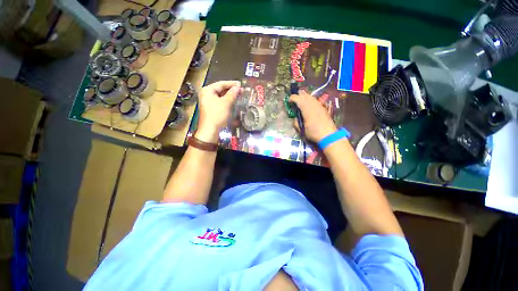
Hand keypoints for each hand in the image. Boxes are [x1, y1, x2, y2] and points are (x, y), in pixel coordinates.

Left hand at [196, 81, 241, 142]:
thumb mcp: (226, 103)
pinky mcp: (211, 108)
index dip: (231, 83)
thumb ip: (232, 93)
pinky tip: (233, 102)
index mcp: (207, 90)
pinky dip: (227, 101)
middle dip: (231, 90)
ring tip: (239, 95)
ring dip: (230, 96)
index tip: (240, 84)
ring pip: (221, 96)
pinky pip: (220, 102)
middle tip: (241, 90)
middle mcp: (206, 94)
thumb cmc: (217, 115)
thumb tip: (238, 86)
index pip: (221, 84)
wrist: (210, 130)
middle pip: (220, 89)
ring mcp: (208, 102)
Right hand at [290, 90, 336, 142]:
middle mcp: (313, 105)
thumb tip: (295, 118)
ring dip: (305, 96)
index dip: (293, 98)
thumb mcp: (301, 130)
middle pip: (305, 96)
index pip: (299, 100)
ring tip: (301, 97)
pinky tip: (309, 102)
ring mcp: (319, 106)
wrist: (328, 135)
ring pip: (311, 97)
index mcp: (307, 110)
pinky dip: (310, 99)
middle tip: (294, 97)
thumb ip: (296, 123)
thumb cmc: (313, 133)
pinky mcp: (323, 108)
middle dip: (299, 95)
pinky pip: (315, 101)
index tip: (289, 100)